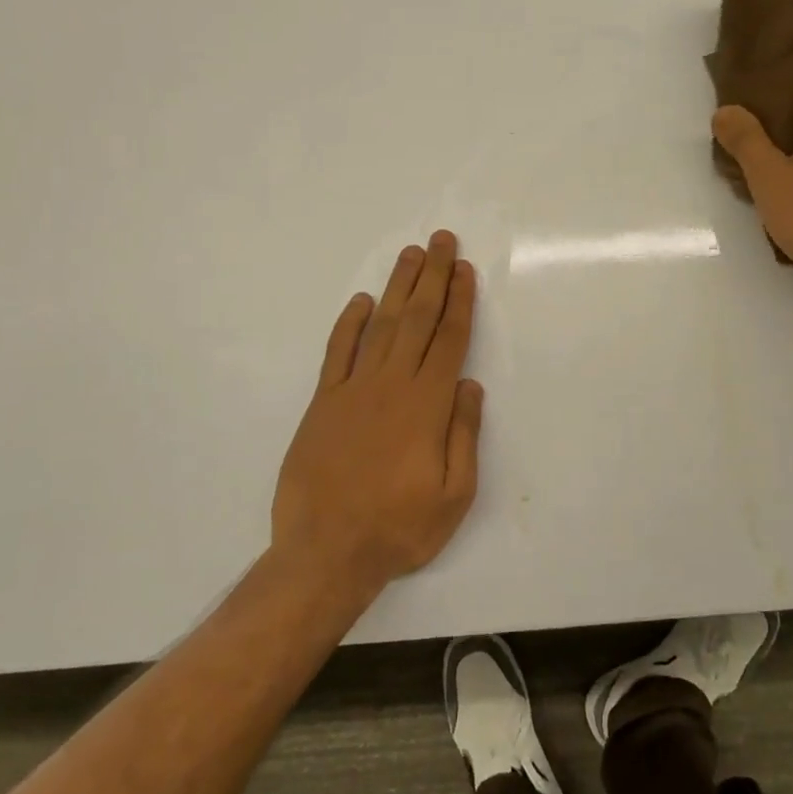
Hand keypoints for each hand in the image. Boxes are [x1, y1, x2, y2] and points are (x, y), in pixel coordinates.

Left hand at [270, 231, 482, 599]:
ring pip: (379, 325)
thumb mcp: (454, 495)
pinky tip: (360, 301)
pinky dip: (348, 323)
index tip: (463, 270)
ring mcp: (352, 389)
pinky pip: (336, 352)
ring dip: (396, 287)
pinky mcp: (322, 402)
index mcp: (427, 405)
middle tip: (440, 240)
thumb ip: (464, 435)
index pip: (448, 340)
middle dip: (432, 276)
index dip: (459, 301)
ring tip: (409, 255)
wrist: (325, 553)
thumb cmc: (398, 528)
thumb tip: (469, 384)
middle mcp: (391, 385)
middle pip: (416, 319)